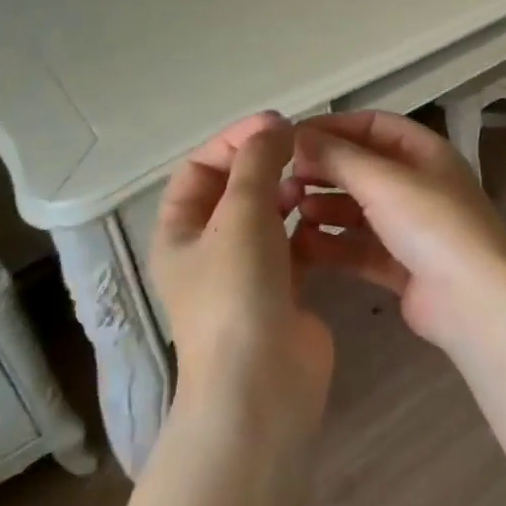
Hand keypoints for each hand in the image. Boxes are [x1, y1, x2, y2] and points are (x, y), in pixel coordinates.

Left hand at [151, 113, 332, 413]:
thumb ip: (257, 162)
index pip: (200, 168)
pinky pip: (292, 244)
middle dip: (264, 163)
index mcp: (179, 232)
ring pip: (266, 217)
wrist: (262, 383)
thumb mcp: (240, 214)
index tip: (277, 123)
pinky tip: (327, 213)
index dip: (234, 139)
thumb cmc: (237, 291)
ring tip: (314, 179)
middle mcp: (207, 250)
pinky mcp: (281, 290)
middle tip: (303, 147)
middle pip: (233, 190)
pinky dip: (306, 225)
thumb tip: (274, 125)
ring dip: (286, 192)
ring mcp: (245, 273)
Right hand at [283, 112, 505, 351]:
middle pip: (364, 167)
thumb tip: (298, 135)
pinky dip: (333, 243)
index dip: (333, 128)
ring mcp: (412, 227)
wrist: (474, 300)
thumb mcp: (384, 181)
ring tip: (293, 209)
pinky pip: (360, 247)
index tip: (291, 139)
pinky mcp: (402, 266)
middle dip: (325, 170)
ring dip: (326, 206)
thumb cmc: (432, 225)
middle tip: (285, 179)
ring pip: (360, 209)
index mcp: (426, 153)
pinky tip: (303, 245)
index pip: (374, 126)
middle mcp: (420, 185)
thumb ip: (339, 157)